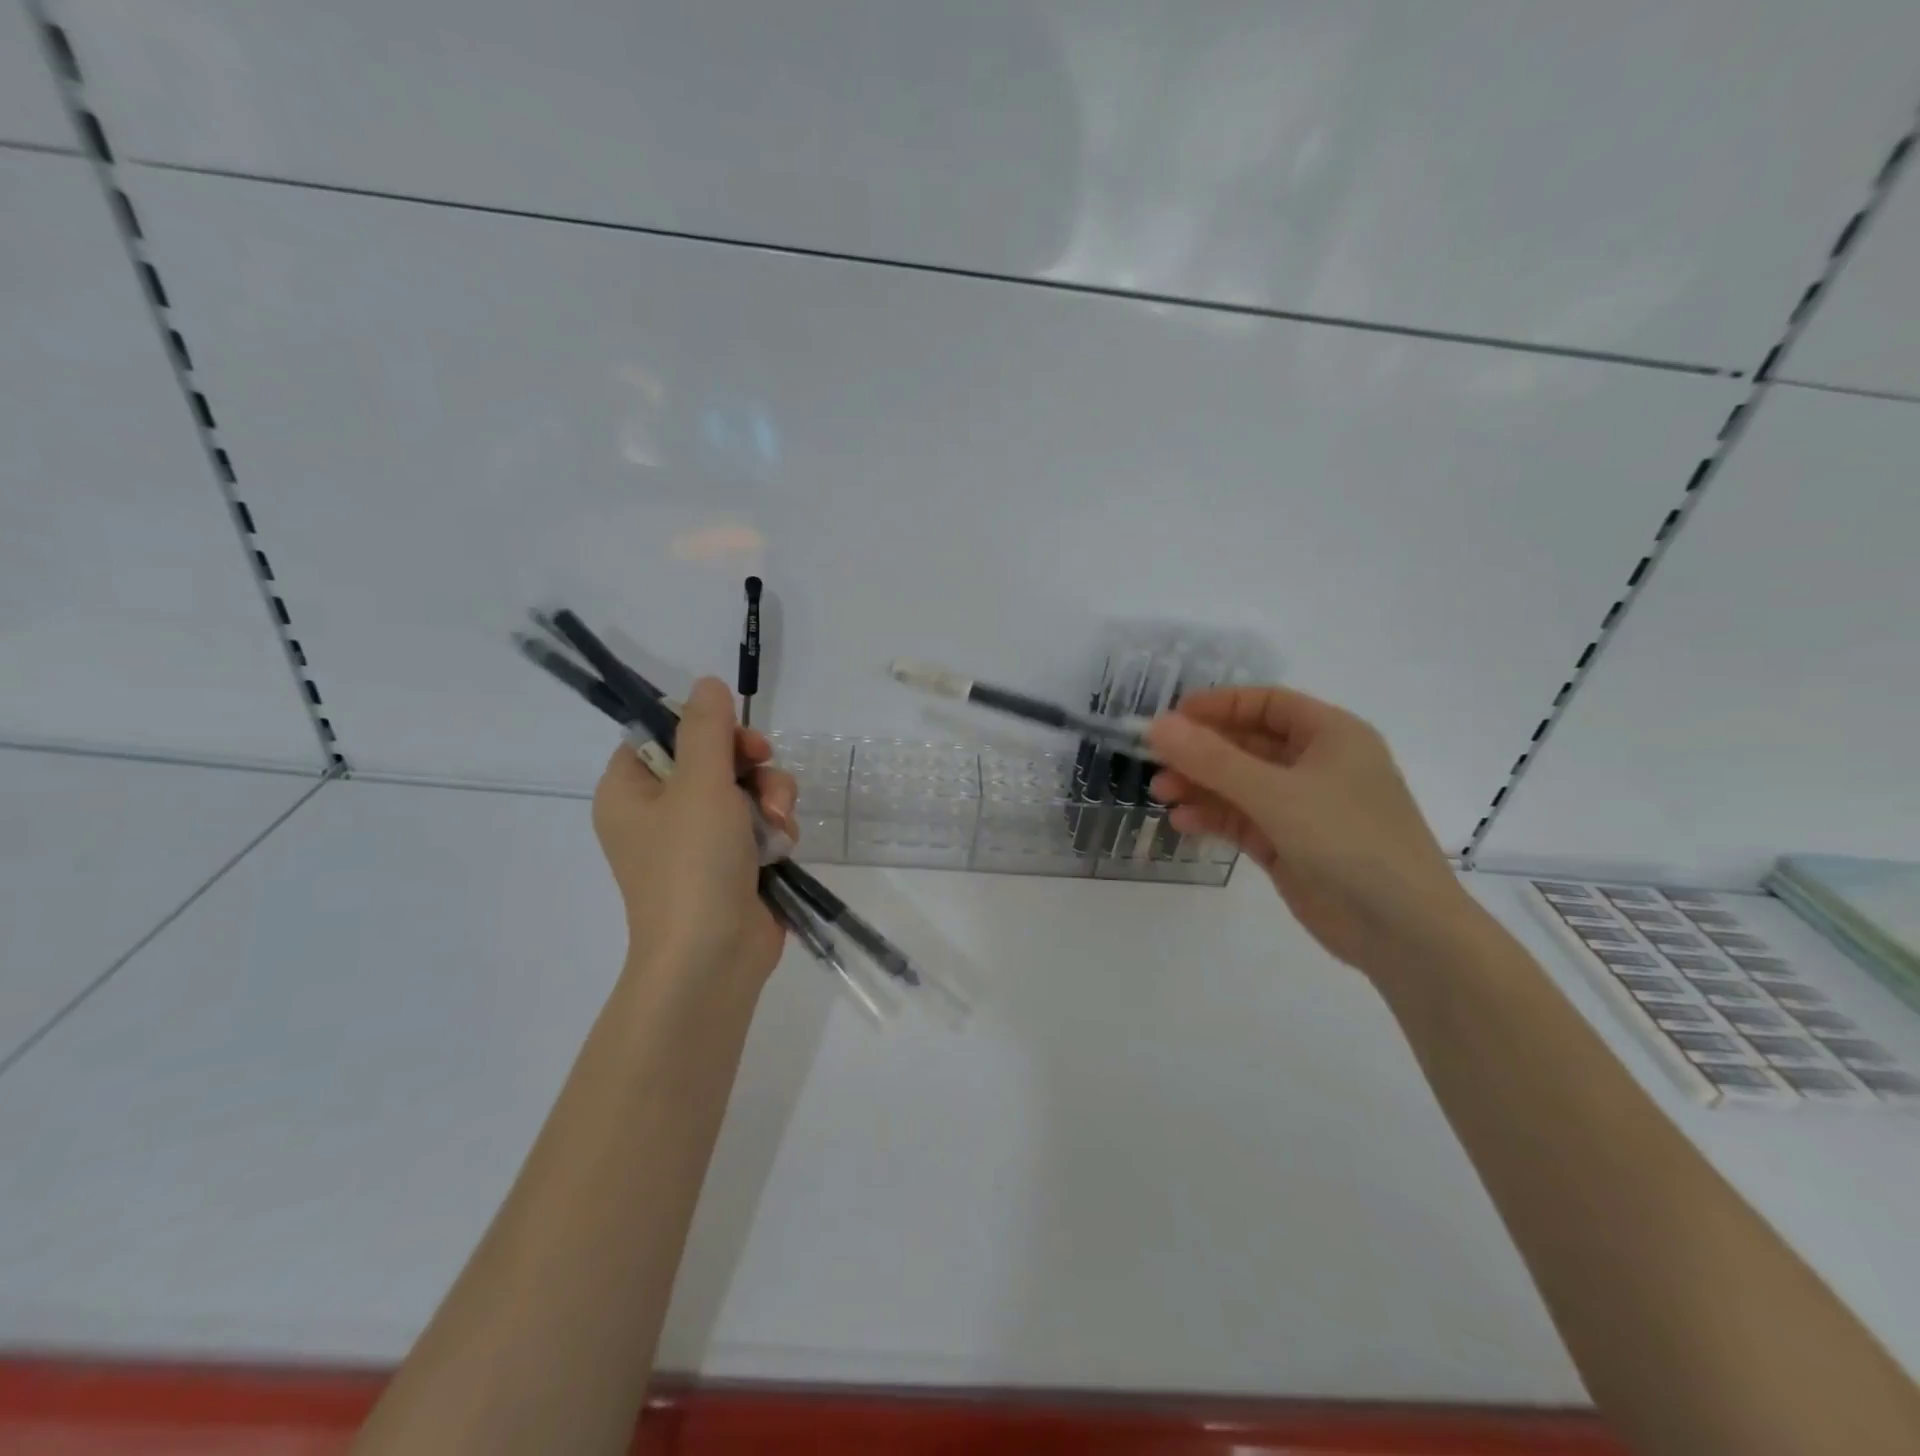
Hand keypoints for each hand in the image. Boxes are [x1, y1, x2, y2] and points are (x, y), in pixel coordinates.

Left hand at [592, 677, 798, 985]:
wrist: (713, 957)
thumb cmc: (693, 865)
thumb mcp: (700, 785)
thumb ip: (706, 728)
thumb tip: (707, 683)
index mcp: (631, 791)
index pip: (661, 734)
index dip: (702, 727)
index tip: (731, 734)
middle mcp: (660, 811)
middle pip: (713, 757)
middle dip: (749, 764)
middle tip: (762, 771)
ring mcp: (699, 838)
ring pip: (746, 788)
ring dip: (770, 797)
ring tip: (776, 825)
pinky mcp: (733, 860)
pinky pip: (759, 820)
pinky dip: (774, 828)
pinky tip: (780, 847)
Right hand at [1147, 685, 1474, 982]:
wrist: (1403, 930)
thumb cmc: (1348, 840)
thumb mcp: (1275, 793)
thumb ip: (1212, 760)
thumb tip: (1157, 726)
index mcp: (1331, 735)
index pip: (1266, 704)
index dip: (1219, 705)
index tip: (1172, 716)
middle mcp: (1318, 765)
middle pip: (1248, 745)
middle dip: (1201, 751)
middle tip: (1154, 759)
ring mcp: (1304, 808)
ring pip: (1241, 785)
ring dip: (1201, 785)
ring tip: (1160, 793)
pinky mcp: (1290, 846)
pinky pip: (1244, 820)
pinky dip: (1214, 818)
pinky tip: (1183, 822)